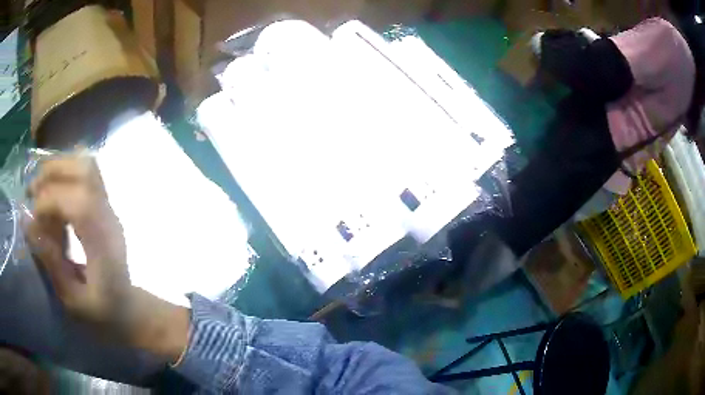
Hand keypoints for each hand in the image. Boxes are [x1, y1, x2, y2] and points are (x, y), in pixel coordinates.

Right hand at [26, 155, 188, 362]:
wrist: (129, 309)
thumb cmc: (104, 314)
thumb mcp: (75, 302)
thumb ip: (52, 265)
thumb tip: (28, 224)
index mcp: (104, 245)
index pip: (80, 202)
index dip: (51, 200)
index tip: (32, 214)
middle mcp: (108, 218)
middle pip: (85, 171)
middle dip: (53, 173)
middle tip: (31, 191)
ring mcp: (109, 208)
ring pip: (87, 166)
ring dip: (58, 167)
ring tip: (38, 187)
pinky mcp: (104, 207)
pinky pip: (86, 174)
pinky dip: (65, 172)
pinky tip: (52, 191)